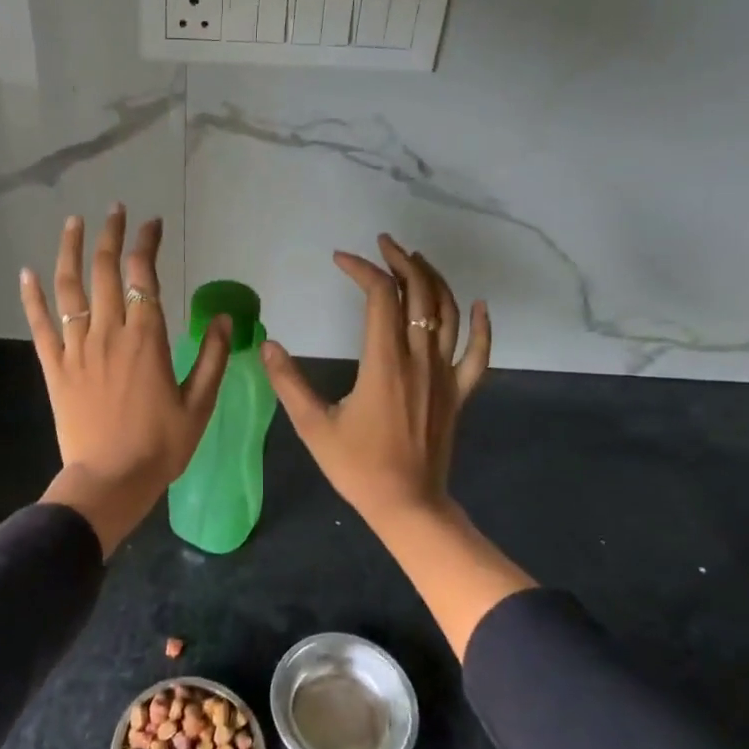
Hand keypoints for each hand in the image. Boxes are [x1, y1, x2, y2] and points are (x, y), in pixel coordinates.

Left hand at [21, 206, 231, 553]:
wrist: (110, 480)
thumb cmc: (161, 445)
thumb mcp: (199, 404)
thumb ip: (213, 357)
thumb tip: (223, 317)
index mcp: (147, 338)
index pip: (145, 275)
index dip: (147, 243)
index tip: (152, 223)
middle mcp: (109, 332)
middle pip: (107, 270)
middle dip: (111, 234)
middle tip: (115, 210)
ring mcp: (77, 348)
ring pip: (70, 288)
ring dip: (70, 250)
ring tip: (73, 222)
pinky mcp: (55, 367)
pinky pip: (40, 324)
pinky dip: (32, 296)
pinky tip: (27, 272)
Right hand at [262, 234, 490, 530]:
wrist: (408, 505)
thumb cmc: (359, 467)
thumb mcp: (314, 426)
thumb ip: (289, 382)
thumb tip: (267, 345)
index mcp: (384, 363)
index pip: (380, 297)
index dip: (362, 270)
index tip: (340, 259)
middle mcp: (420, 359)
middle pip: (419, 294)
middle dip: (401, 262)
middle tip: (383, 244)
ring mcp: (445, 375)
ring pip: (449, 313)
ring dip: (434, 280)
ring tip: (415, 260)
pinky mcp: (459, 393)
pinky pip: (478, 353)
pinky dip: (482, 326)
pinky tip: (480, 305)